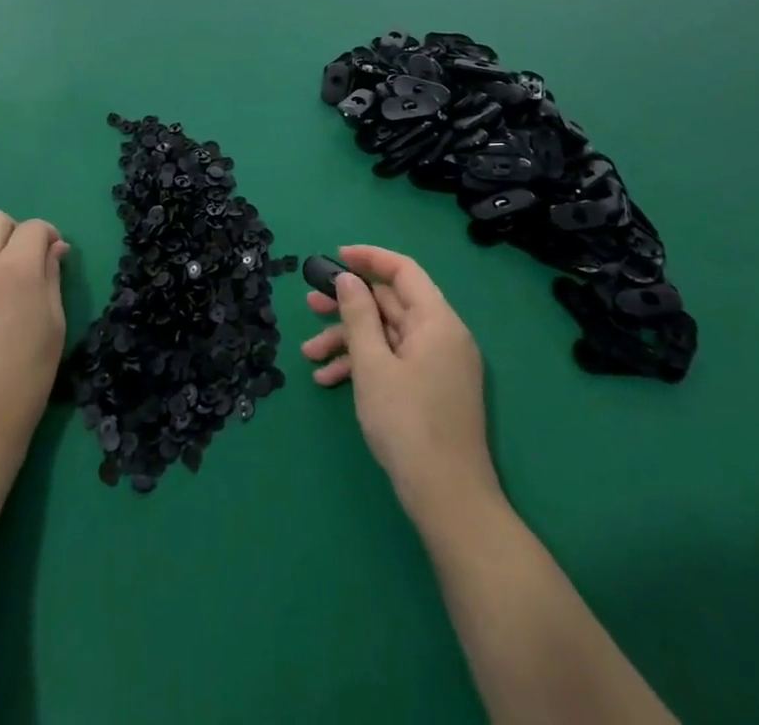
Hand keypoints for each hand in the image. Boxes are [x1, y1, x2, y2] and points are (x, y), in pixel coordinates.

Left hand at [0, 210, 69, 473]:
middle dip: (14, 233)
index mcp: (15, 267)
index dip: (49, 237)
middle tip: (26, 267)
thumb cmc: (26, 376)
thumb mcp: (53, 324)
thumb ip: (52, 277)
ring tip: (1, 296)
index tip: (55, 257)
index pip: (33, 227)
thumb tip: (54, 249)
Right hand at [301, 244, 499, 520]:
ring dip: (348, 340)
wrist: (449, 501)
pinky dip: (363, 365)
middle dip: (348, 305)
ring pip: (387, 335)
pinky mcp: (431, 390)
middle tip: (310, 304)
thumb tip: (348, 279)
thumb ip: (358, 315)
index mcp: (437, 321)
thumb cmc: (408, 424)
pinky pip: (394, 361)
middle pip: (391, 303)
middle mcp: (442, 336)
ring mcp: (438, 365)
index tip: (335, 257)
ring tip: (309, 353)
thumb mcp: (373, 365)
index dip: (369, 258)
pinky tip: (328, 380)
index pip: (404, 271)